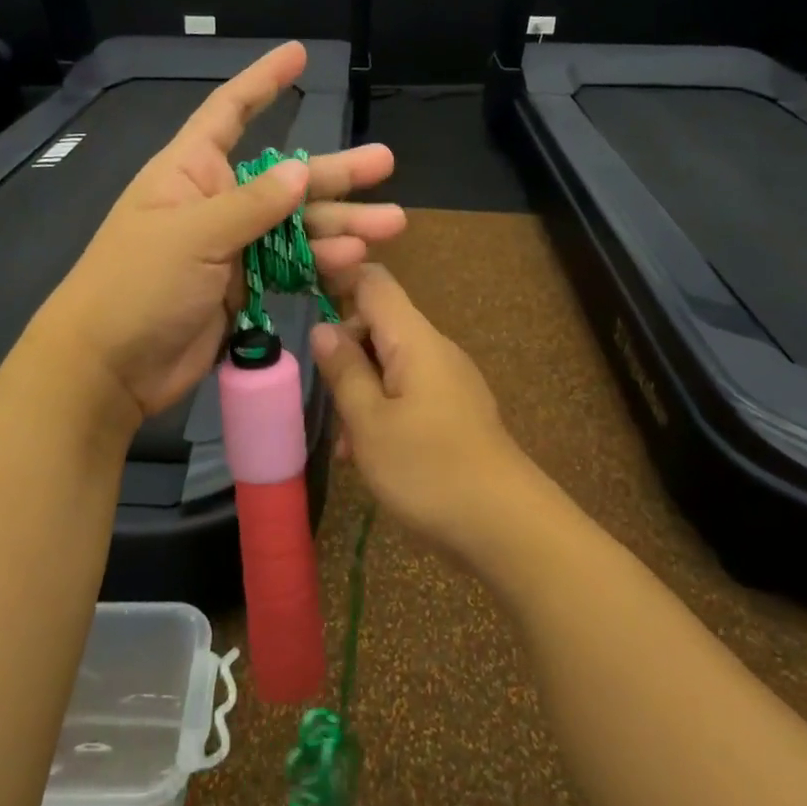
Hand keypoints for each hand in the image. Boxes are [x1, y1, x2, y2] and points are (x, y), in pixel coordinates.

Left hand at [36, 42, 405, 422]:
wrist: (109, 367)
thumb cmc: (136, 285)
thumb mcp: (193, 235)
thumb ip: (251, 205)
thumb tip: (299, 172)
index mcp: (191, 172)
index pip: (229, 113)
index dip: (262, 83)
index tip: (298, 55)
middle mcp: (216, 202)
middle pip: (284, 177)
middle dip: (335, 172)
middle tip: (386, 162)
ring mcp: (233, 247)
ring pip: (297, 227)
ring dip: (341, 225)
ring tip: (389, 224)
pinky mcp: (245, 287)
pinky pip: (292, 267)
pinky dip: (321, 264)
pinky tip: (354, 262)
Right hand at [310, 264, 552, 564]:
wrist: (505, 524)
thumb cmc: (428, 469)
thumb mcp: (370, 422)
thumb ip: (344, 371)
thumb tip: (323, 327)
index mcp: (414, 339)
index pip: (373, 282)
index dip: (336, 281)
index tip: (301, 307)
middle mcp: (435, 349)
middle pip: (379, 324)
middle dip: (345, 353)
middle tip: (327, 400)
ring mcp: (448, 379)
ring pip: (391, 363)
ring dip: (361, 390)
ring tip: (347, 444)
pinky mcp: (455, 409)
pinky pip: (409, 391)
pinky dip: (383, 410)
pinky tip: (370, 455)